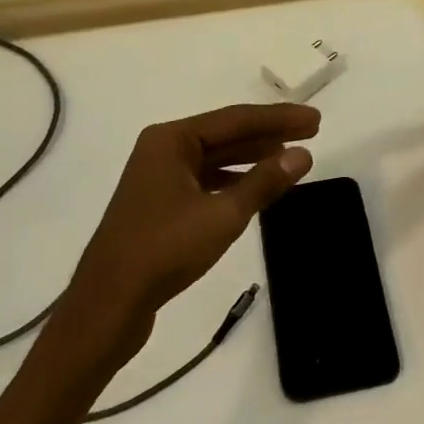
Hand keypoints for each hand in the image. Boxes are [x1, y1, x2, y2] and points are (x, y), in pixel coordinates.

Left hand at [65, 104, 318, 344]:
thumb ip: (264, 182)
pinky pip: (205, 180)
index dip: (279, 119)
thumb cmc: (165, 250)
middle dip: (268, 135)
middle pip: (225, 134)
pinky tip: (256, 190)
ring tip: (290, 159)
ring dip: (252, 158)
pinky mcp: (159, 205)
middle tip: (311, 133)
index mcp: (172, 140)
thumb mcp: (223, 214)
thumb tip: (302, 154)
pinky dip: (234, 181)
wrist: (109, 304)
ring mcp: (158, 178)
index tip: (315, 120)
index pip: (236, 119)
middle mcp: (162, 150)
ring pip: (215, 158)